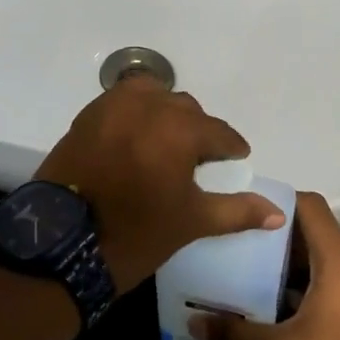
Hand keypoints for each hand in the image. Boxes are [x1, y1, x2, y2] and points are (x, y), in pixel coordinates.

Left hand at [35, 78, 283, 292]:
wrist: (62, 244)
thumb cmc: (136, 232)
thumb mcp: (192, 221)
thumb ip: (237, 211)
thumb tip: (277, 213)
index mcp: (180, 128)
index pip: (218, 132)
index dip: (230, 147)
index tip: (236, 158)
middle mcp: (149, 105)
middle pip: (186, 109)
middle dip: (198, 130)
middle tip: (199, 158)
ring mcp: (113, 106)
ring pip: (153, 96)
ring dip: (165, 113)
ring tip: (166, 142)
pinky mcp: (88, 115)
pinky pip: (122, 102)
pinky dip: (135, 113)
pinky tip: (136, 138)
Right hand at [188, 192, 339, 339]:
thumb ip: (234, 334)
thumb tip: (194, 321)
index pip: (309, 205)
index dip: (279, 202)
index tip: (249, 215)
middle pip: (319, 230)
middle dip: (283, 239)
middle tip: (247, 251)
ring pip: (334, 255)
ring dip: (303, 263)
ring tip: (266, 279)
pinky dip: (324, 280)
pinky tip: (298, 307)